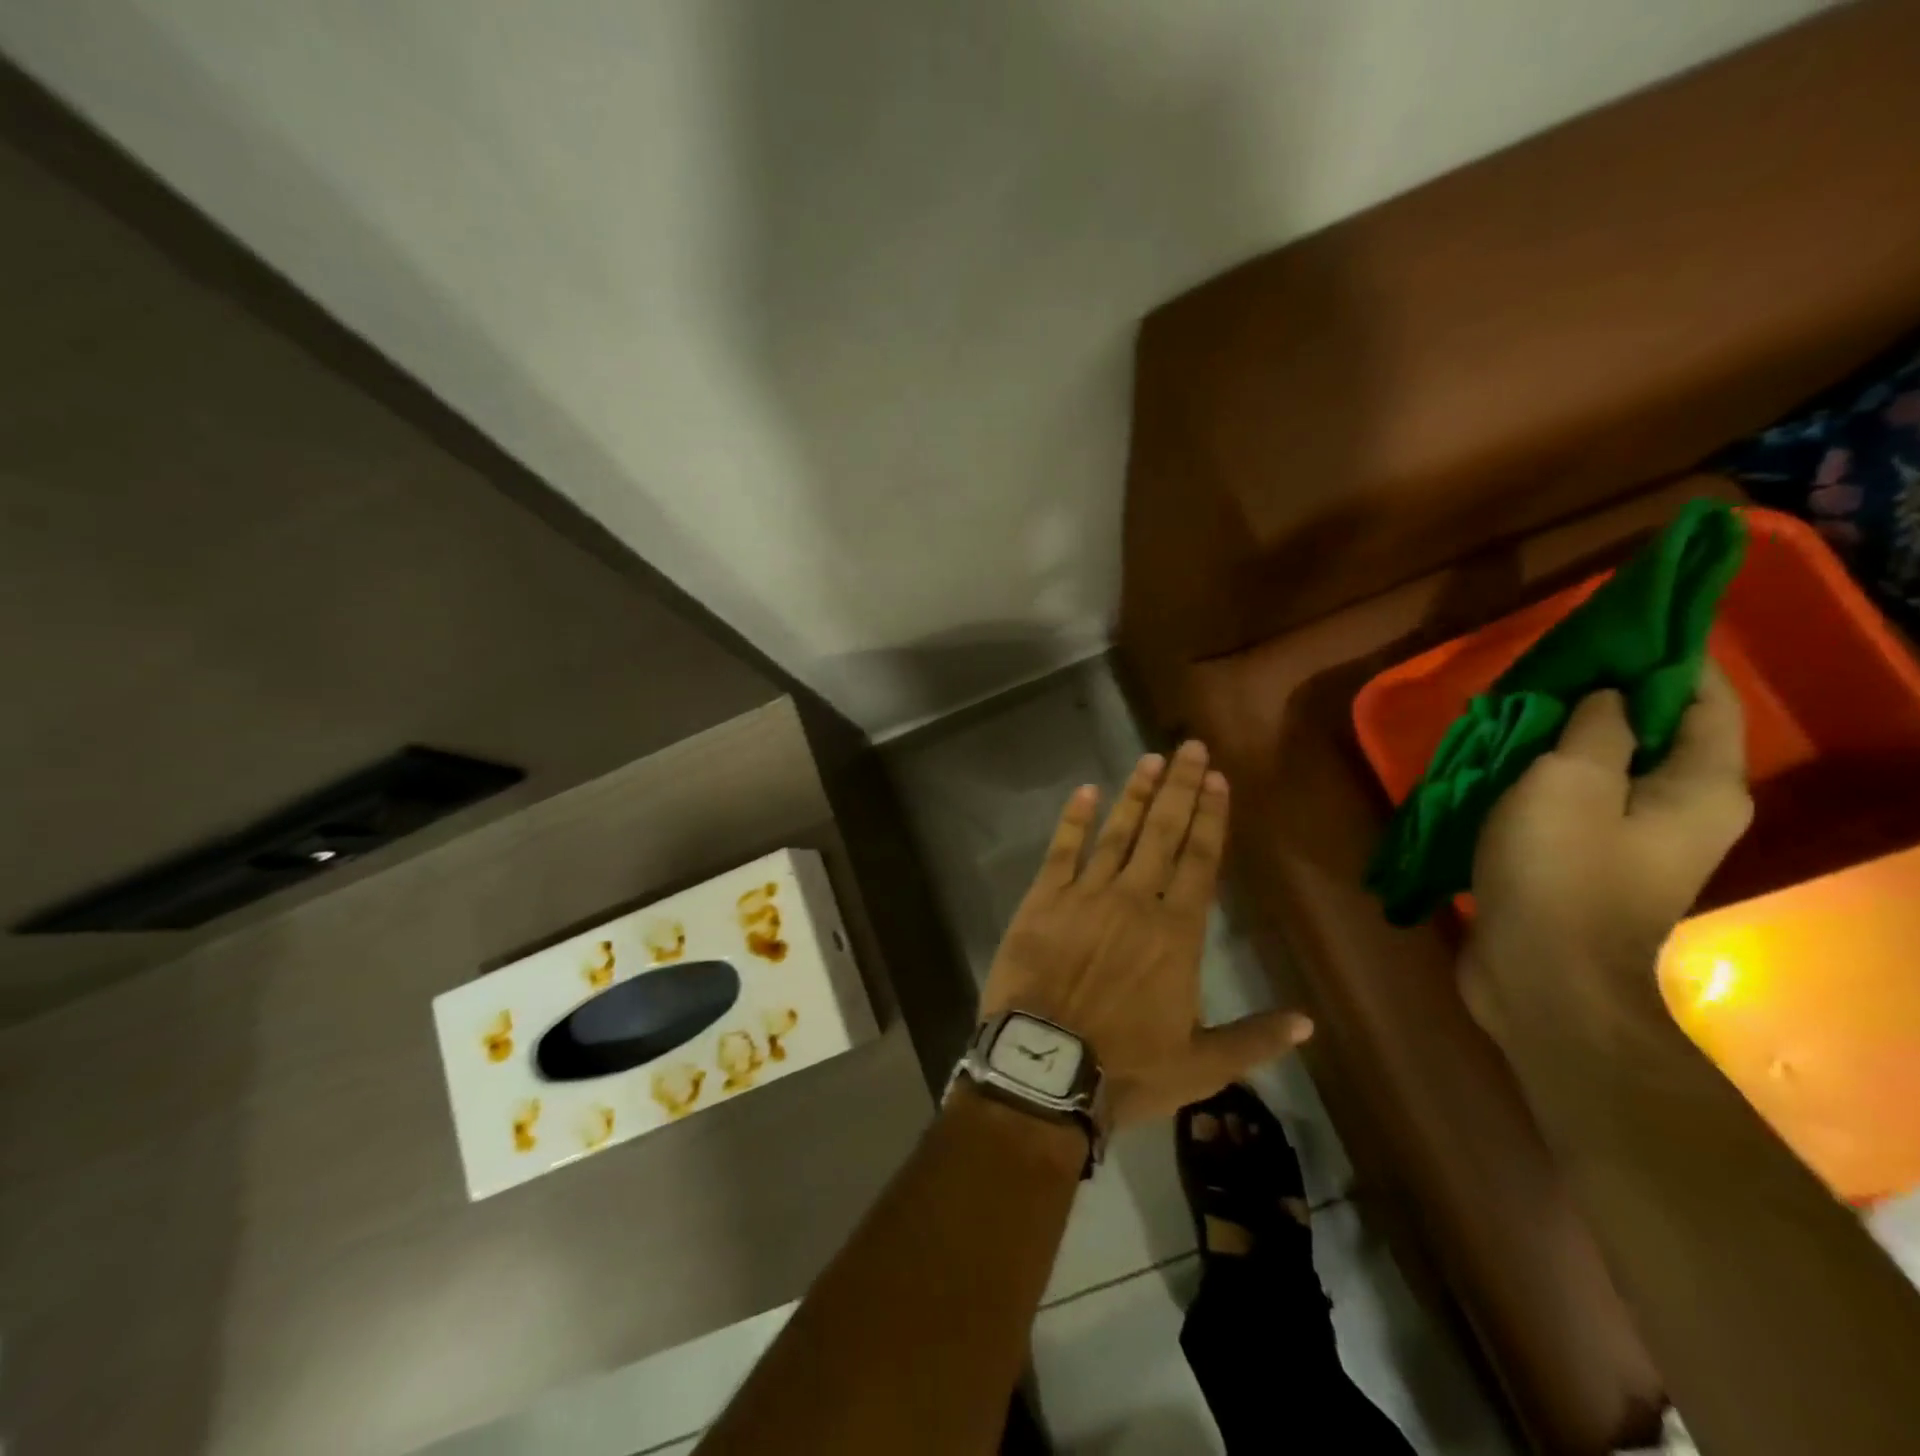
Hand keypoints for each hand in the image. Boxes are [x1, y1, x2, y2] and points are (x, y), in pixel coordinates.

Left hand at [979, 741, 1312, 1129]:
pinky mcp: (1043, 898)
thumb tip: (1308, 1022)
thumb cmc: (1126, 1068)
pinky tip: (1085, 790)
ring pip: (1118, 832)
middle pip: (1164, 832)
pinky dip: (1074, 819)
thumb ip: (1254, 1039)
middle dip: (1181, 788)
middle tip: (1191, 747)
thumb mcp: (1200, 1065)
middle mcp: (1135, 900)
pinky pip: (1062, 849)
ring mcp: (1086, 894)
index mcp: (1177, 933)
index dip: (1212, 818)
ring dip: (1136, 793)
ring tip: (1151, 759)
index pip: (1201, 860)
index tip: (1219, 780)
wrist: (1045, 1069)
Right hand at [1464, 662, 1752, 1046]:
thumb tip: (1607, 698)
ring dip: (1568, 737)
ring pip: (1611, 766)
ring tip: (1516, 712)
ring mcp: (1637, 841)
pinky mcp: (1591, 863)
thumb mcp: (1568, 781)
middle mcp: (1684, 810)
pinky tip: (1504, 766)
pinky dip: (1548, 775)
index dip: (1667, 656)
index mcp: (1700, 786)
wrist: (1540, 974)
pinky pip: (1578, 800)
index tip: (1614, 626)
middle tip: (1547, 670)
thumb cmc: (1559, 870)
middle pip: (1658, 731)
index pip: (1704, 697)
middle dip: (1607, 695)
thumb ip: (1594, 728)